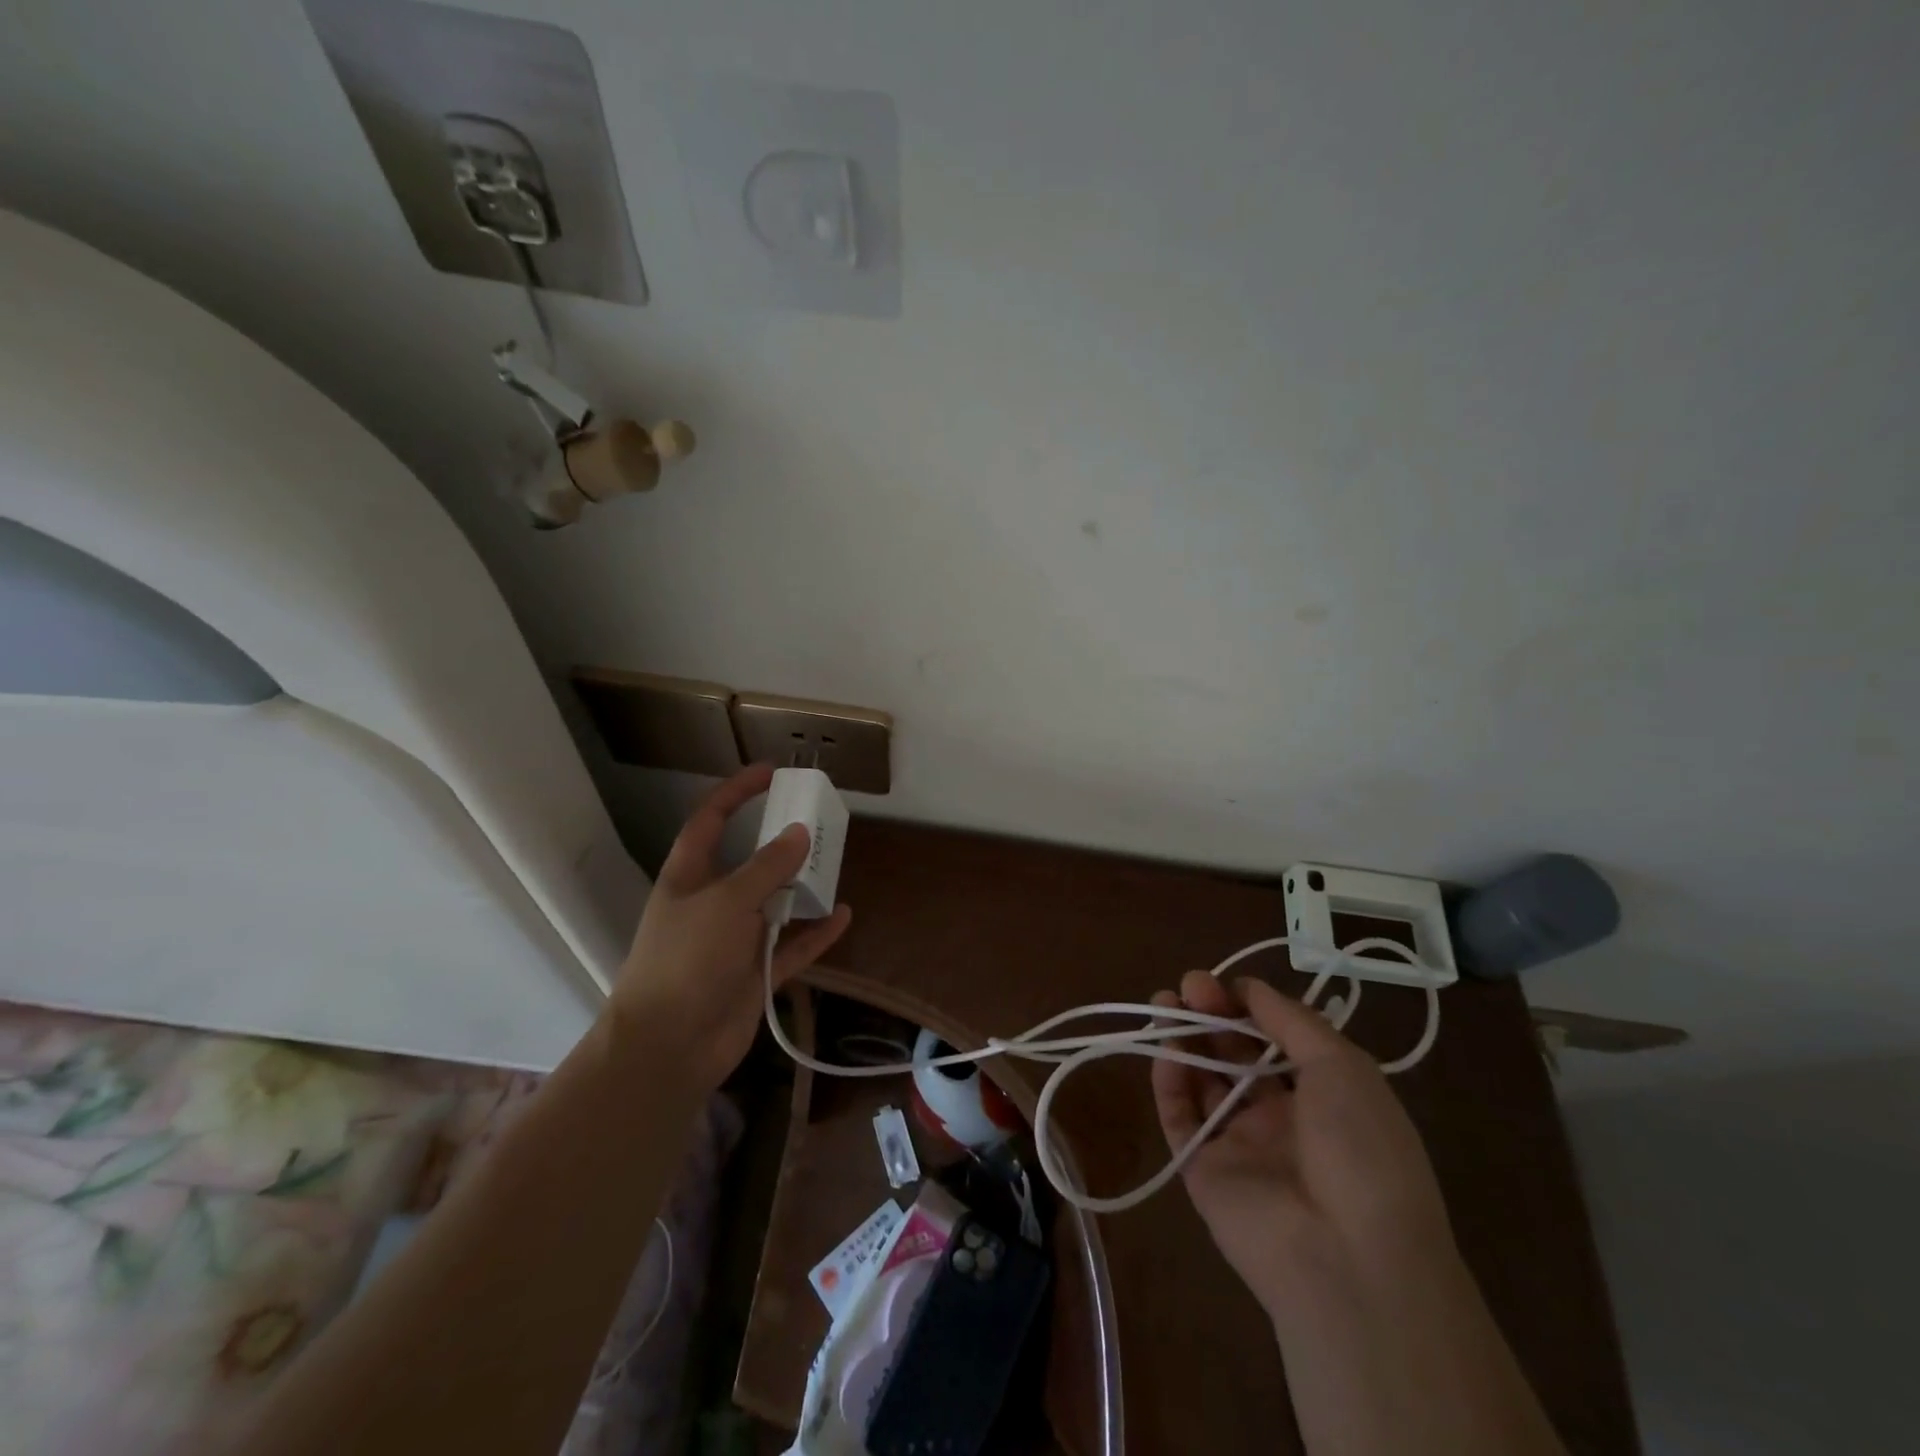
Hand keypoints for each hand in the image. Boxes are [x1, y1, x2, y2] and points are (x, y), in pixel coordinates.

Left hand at [609, 764, 851, 1090]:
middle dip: (780, 841)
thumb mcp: (726, 902)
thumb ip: (766, 867)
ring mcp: (734, 940)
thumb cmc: (686, 960)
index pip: (710, 821)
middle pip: (749, 861)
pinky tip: (843, 915)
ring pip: (775, 903)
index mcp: (689, 877)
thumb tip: (800, 834)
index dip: (735, 793)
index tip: (770, 773)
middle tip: (817, 821)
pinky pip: (792, 946)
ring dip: (802, 887)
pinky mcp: (755, 973)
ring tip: (834, 864)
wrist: (669, 1047)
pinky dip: (816, 932)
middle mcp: (711, 903)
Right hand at [1150, 972, 1452, 1312]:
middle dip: (1213, 1015)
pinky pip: (1180, 1118)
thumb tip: (1248, 986)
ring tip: (1164, 1003)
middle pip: (1235, 1054)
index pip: (1275, 1039)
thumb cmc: (1360, 1148)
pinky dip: (1169, 1083)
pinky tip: (1165, 1051)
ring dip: (1184, 1039)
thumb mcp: (1343, 1067)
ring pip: (1203, 1080)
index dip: (1249, 1007)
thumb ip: (1291, 1020)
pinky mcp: (1203, 1170)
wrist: (1348, 1258)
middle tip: (1189, 984)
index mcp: (1323, 1095)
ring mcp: (1240, 1144)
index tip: (1225, 984)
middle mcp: (1280, 1117)